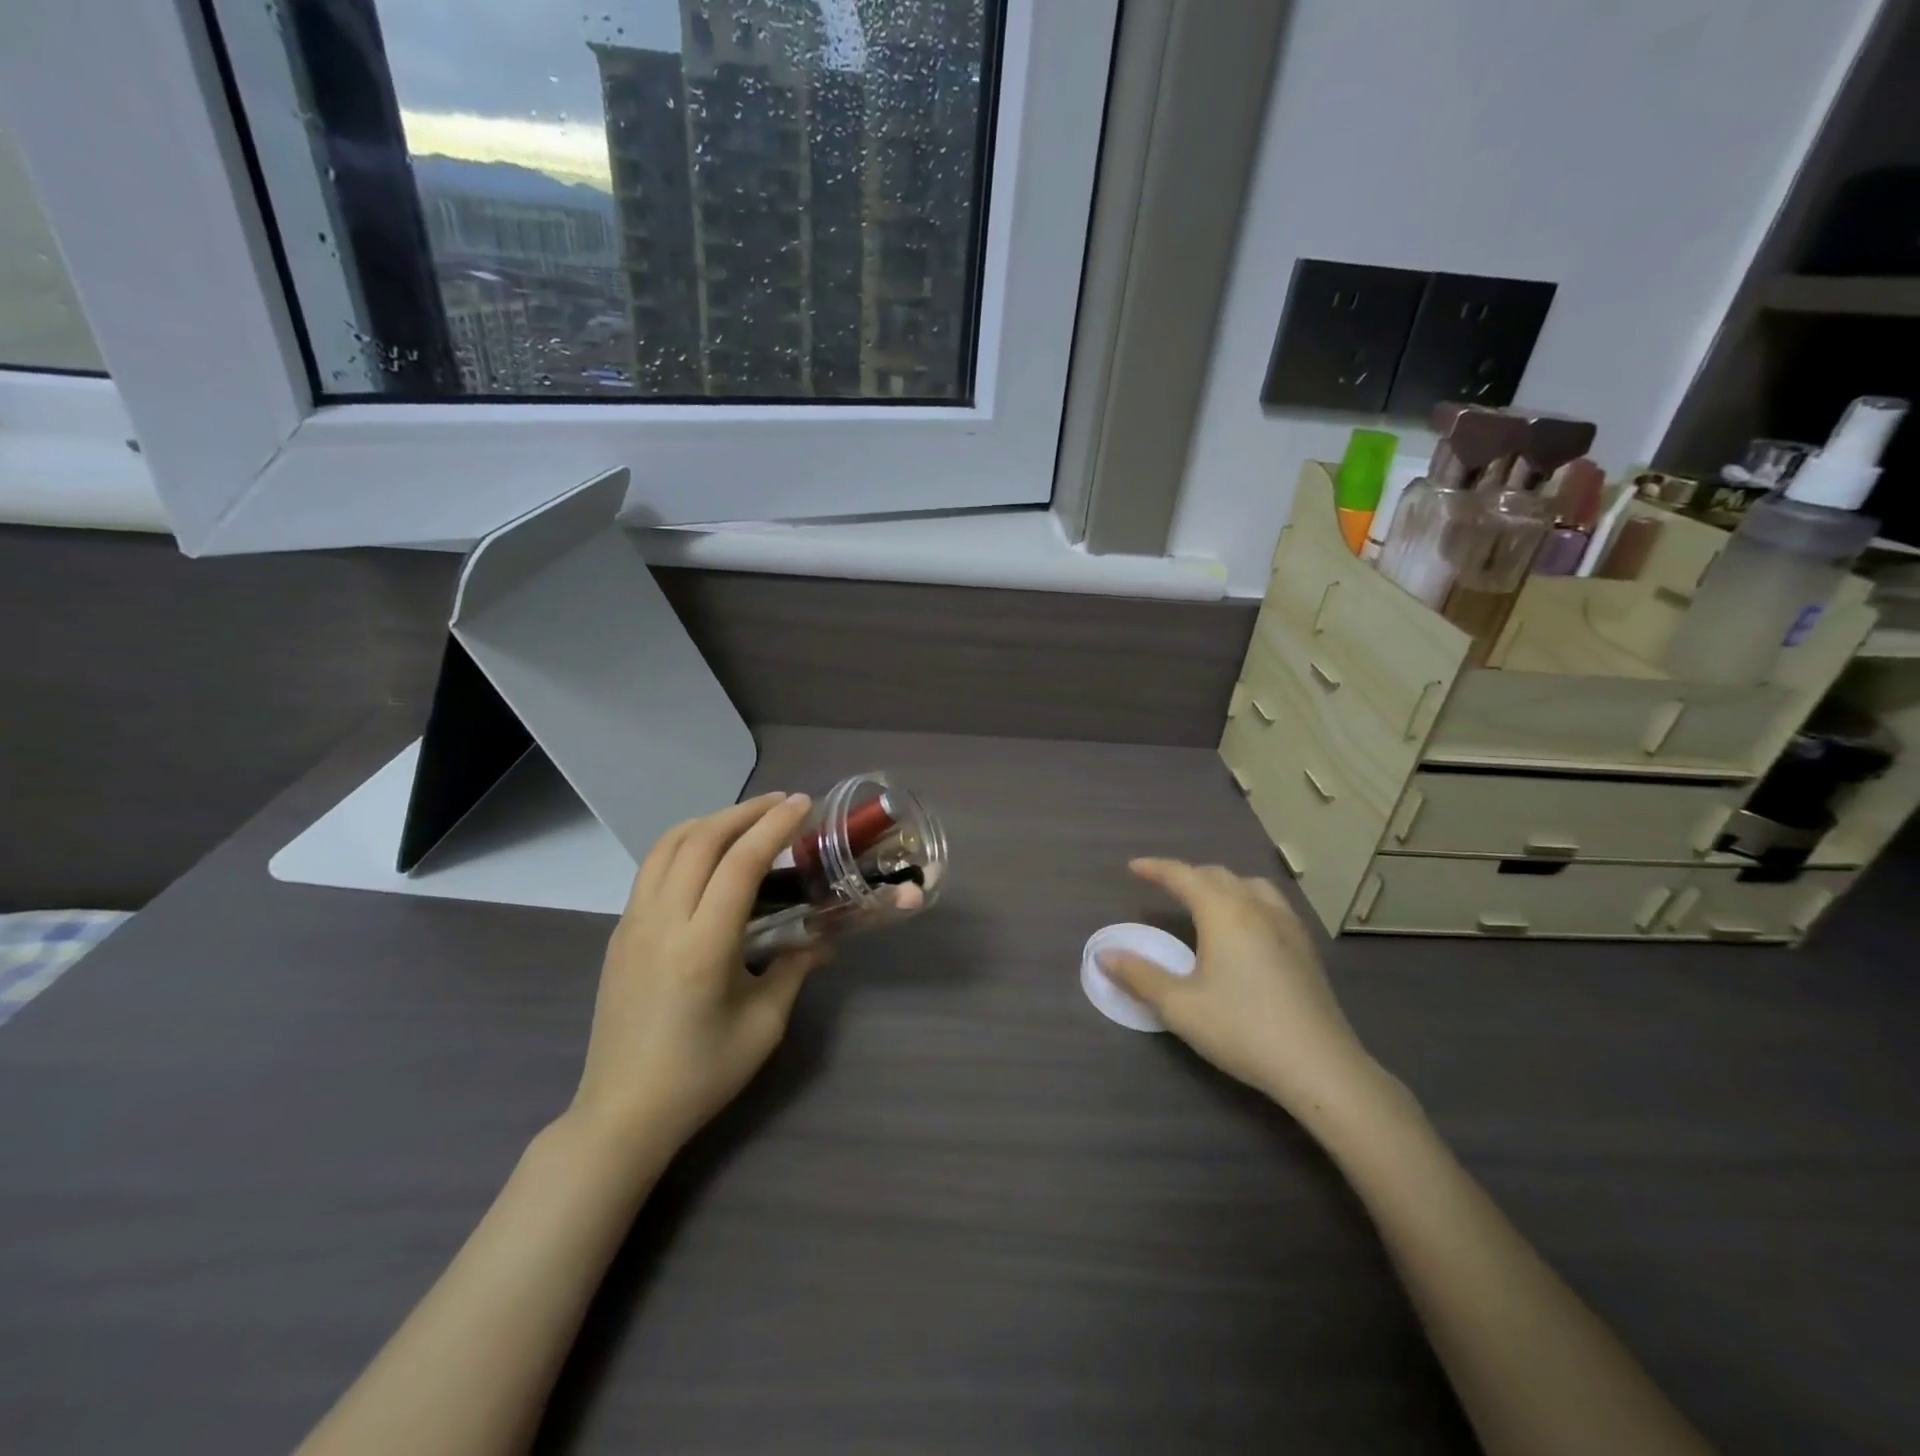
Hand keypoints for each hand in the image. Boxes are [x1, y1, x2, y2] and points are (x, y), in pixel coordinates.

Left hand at [570, 792, 829, 1155]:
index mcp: (702, 946)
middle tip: (781, 803)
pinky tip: (708, 855)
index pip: (740, 864)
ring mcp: (633, 924)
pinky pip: (652, 868)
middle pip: (700, 840)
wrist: (623, 1113)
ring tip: (746, 818)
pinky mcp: (621, 933)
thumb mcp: (763, 1025)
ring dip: (710, 821)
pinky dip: (685, 843)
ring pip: (668, 845)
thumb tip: (822, 939)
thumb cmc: (701, 1075)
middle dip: (744, 811)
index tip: (802, 805)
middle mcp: (662, 922)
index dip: (773, 827)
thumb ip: (794, 969)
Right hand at [1099, 859, 1379, 1118]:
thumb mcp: (1180, 1006)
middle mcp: (1256, 907)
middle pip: (1217, 875)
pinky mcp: (1306, 947)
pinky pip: (1271, 903)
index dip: (1156, 868)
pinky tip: (1246, 927)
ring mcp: (1287, 925)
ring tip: (1206, 900)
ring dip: (1221, 884)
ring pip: (1250, 885)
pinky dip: (1247, 899)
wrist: (1319, 1065)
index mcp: (1223, 912)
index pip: (1183, 876)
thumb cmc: (1242, 1029)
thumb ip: (1139, 976)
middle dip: (1187, 875)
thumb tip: (1104, 955)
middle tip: (1163, 886)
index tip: (1133, 868)